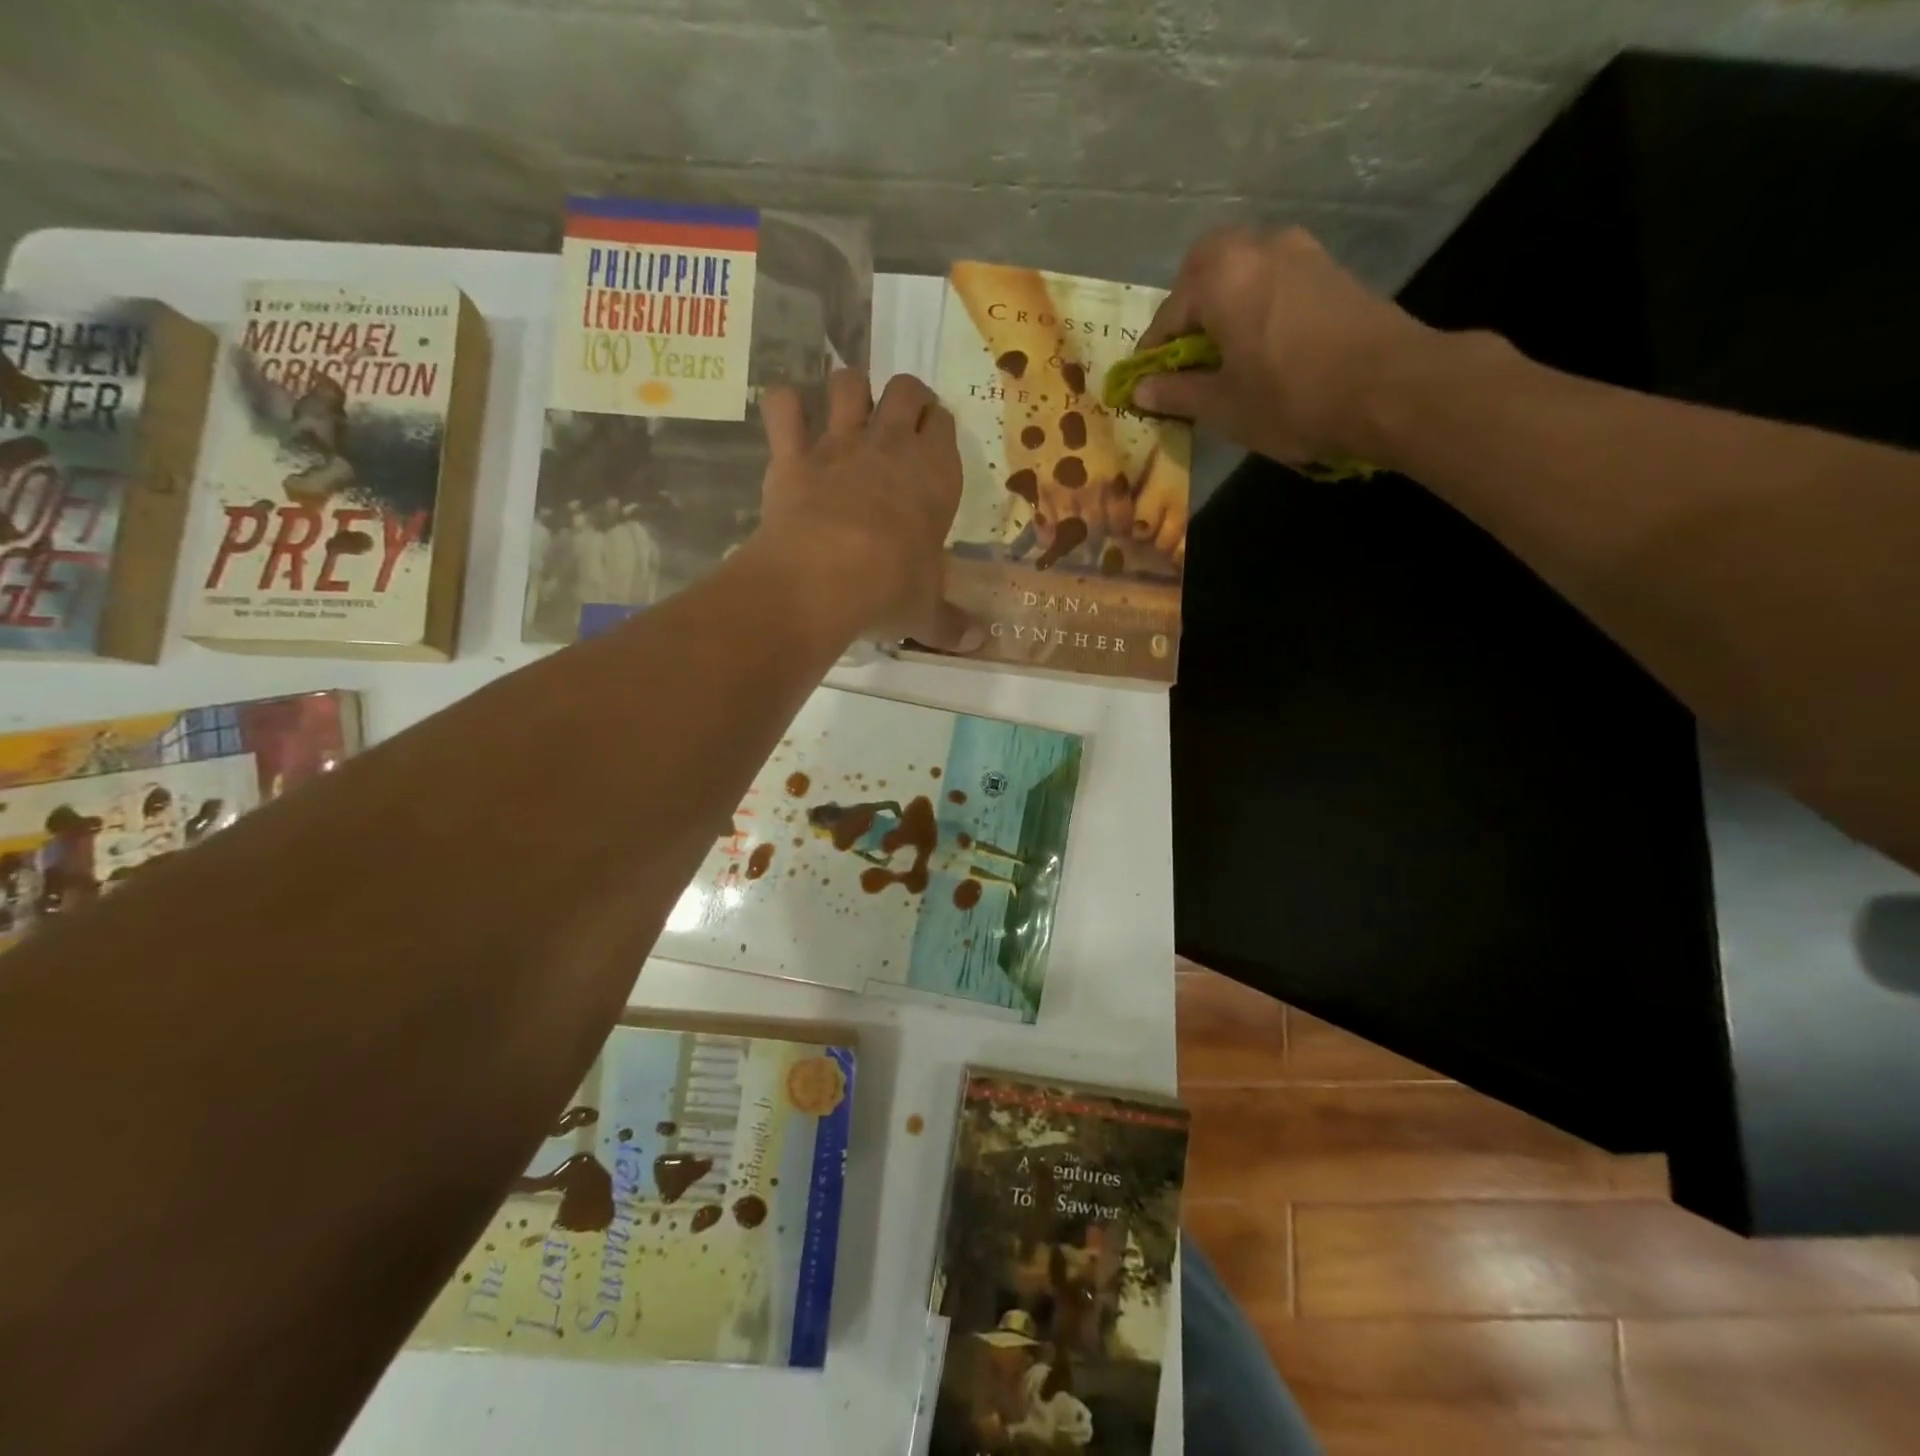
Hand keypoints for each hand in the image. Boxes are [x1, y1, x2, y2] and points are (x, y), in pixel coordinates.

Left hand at [753, 369, 979, 650]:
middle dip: (905, 396)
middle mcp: (890, 446)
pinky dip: (784, 408)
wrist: (825, 578)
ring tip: (848, 411)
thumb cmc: (891, 588)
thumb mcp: (926, 611)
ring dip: (849, 390)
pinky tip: (788, 419)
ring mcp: (838, 445)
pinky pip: (783, 408)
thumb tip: (978, 643)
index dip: (939, 428)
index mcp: (936, 474)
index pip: (945, 425)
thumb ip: (950, 623)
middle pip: (905, 389)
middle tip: (900, 420)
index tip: (934, 444)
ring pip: (847, 383)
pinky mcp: (792, 456)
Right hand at [1134, 226, 1434, 464]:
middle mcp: (1258, 248)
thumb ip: (1176, 392)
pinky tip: (1262, 343)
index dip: (1152, 353)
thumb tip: (1141, 390)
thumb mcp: (1222, 406)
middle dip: (1187, 307)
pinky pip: (1274, 277)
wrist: (1390, 387)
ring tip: (1224, 351)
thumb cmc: (1291, 398)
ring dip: (1224, 301)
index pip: (1169, 314)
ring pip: (1243, 267)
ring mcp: (1300, 252)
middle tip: (1185, 353)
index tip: (1145, 382)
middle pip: (1205, 267)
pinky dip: (1256, 302)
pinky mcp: (1330, 269)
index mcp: (1221, 277)